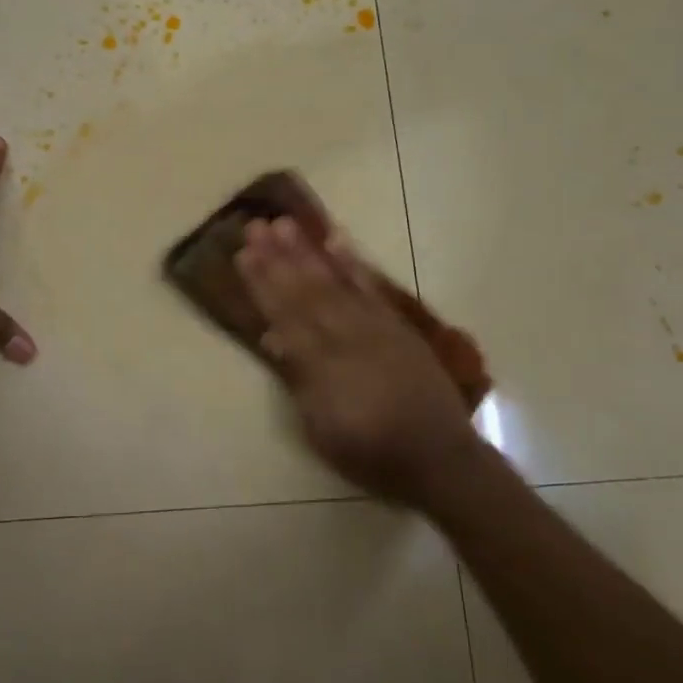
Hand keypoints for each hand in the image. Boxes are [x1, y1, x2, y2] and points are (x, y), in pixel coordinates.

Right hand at [236, 216, 478, 507]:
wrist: (439, 458)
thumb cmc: (370, 453)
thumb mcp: (321, 429)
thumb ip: (299, 380)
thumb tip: (273, 338)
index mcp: (322, 365)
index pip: (284, 315)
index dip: (262, 283)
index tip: (243, 254)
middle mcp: (346, 337)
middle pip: (305, 290)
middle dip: (278, 257)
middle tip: (255, 226)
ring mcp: (374, 327)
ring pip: (334, 282)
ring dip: (307, 251)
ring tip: (285, 224)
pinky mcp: (396, 325)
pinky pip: (370, 288)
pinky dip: (352, 263)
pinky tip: (336, 241)